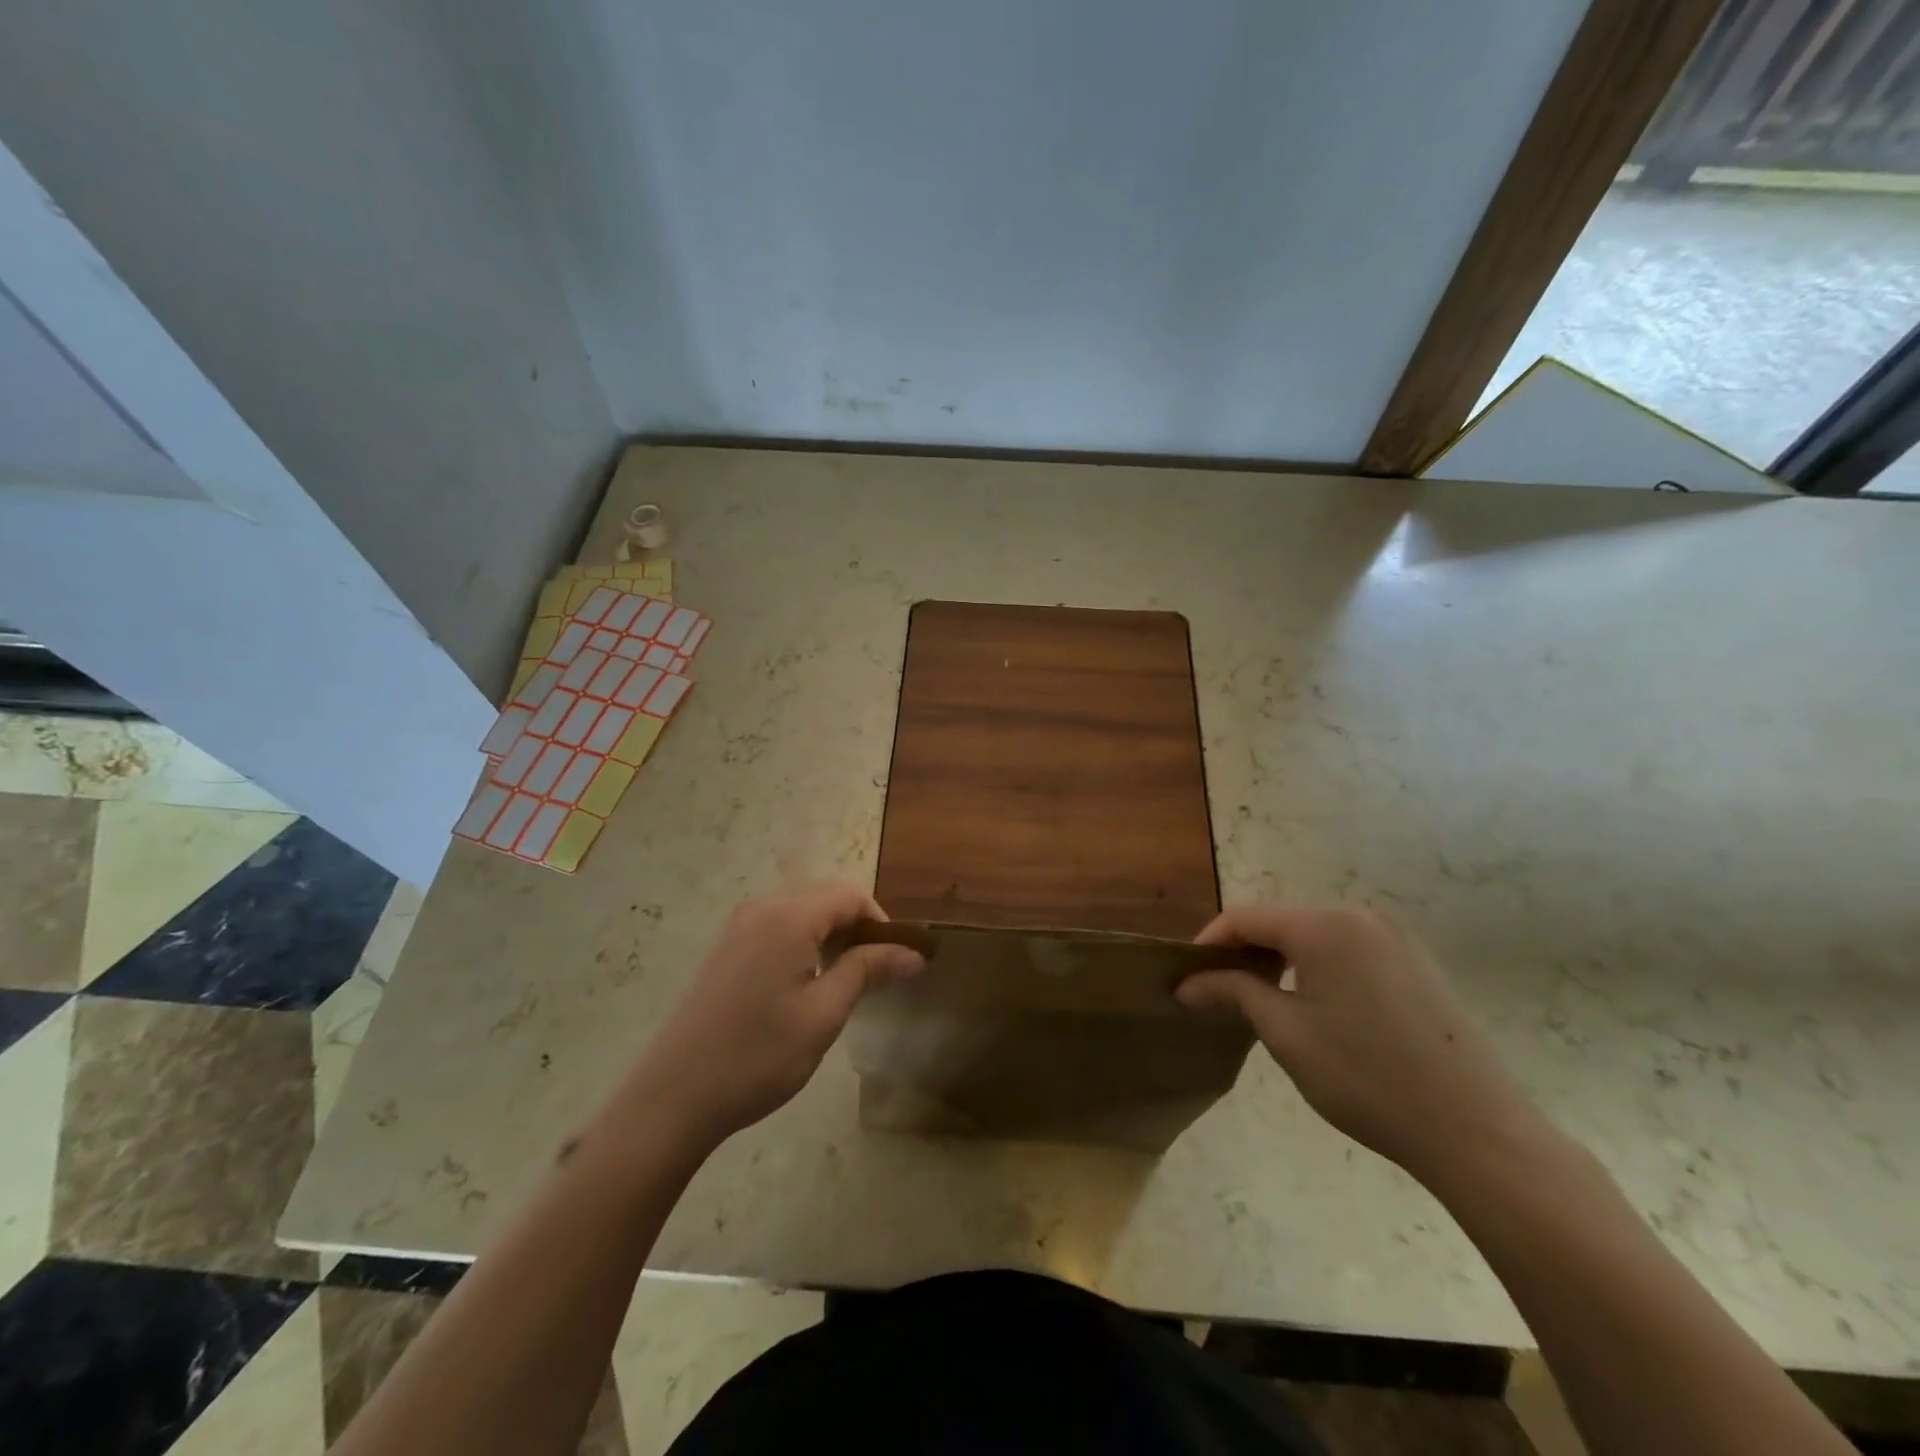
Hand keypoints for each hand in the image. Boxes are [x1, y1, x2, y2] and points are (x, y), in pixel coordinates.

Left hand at [619, 885, 923, 1147]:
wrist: (671, 1098)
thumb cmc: (757, 1056)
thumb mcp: (824, 1014)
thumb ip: (868, 970)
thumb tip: (914, 952)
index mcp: (788, 917)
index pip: (850, 896)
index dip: (881, 923)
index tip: (896, 963)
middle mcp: (761, 908)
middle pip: (825, 899)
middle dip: (857, 930)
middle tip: (874, 977)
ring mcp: (737, 927)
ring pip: (802, 914)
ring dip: (830, 938)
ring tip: (843, 984)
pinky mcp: (725, 949)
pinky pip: (777, 929)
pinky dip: (803, 945)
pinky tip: (803, 987)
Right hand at [1178, 904, 1544, 1185]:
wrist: (1477, 1130)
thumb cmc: (1366, 1077)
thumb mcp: (1286, 1033)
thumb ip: (1233, 993)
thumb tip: (1186, 983)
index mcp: (1323, 926)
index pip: (1245, 917)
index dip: (1209, 943)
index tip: (1188, 977)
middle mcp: (1359, 916)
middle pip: (1281, 921)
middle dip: (1245, 951)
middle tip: (1220, 991)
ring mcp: (1394, 937)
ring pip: (1315, 935)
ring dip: (1282, 959)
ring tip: (1262, 999)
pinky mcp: (1416, 962)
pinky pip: (1349, 949)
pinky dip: (1319, 966)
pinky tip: (1318, 1006)